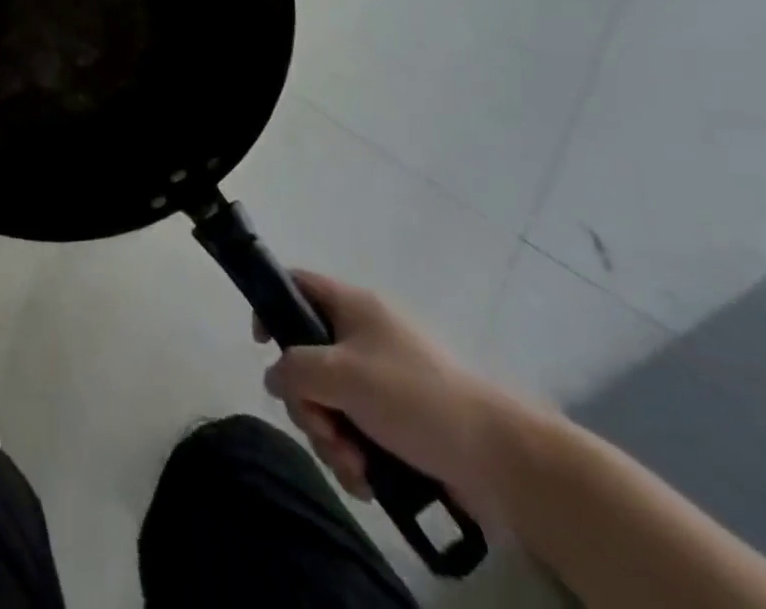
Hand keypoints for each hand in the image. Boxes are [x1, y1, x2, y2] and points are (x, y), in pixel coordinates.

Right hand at [258, 271, 521, 518]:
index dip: (271, 307)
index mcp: (353, 307)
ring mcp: (382, 382)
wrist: (503, 460)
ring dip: (330, 437)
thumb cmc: (416, 399)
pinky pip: (354, 431)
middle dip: (307, 402)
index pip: (296, 285)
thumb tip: (273, 376)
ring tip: (352, 467)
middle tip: (323, 429)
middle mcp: (363, 338)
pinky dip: (353, 456)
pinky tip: (367, 481)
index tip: (262, 346)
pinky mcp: (398, 423)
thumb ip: (295, 369)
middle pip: (306, 358)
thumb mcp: (343, 375)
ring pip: (329, 402)